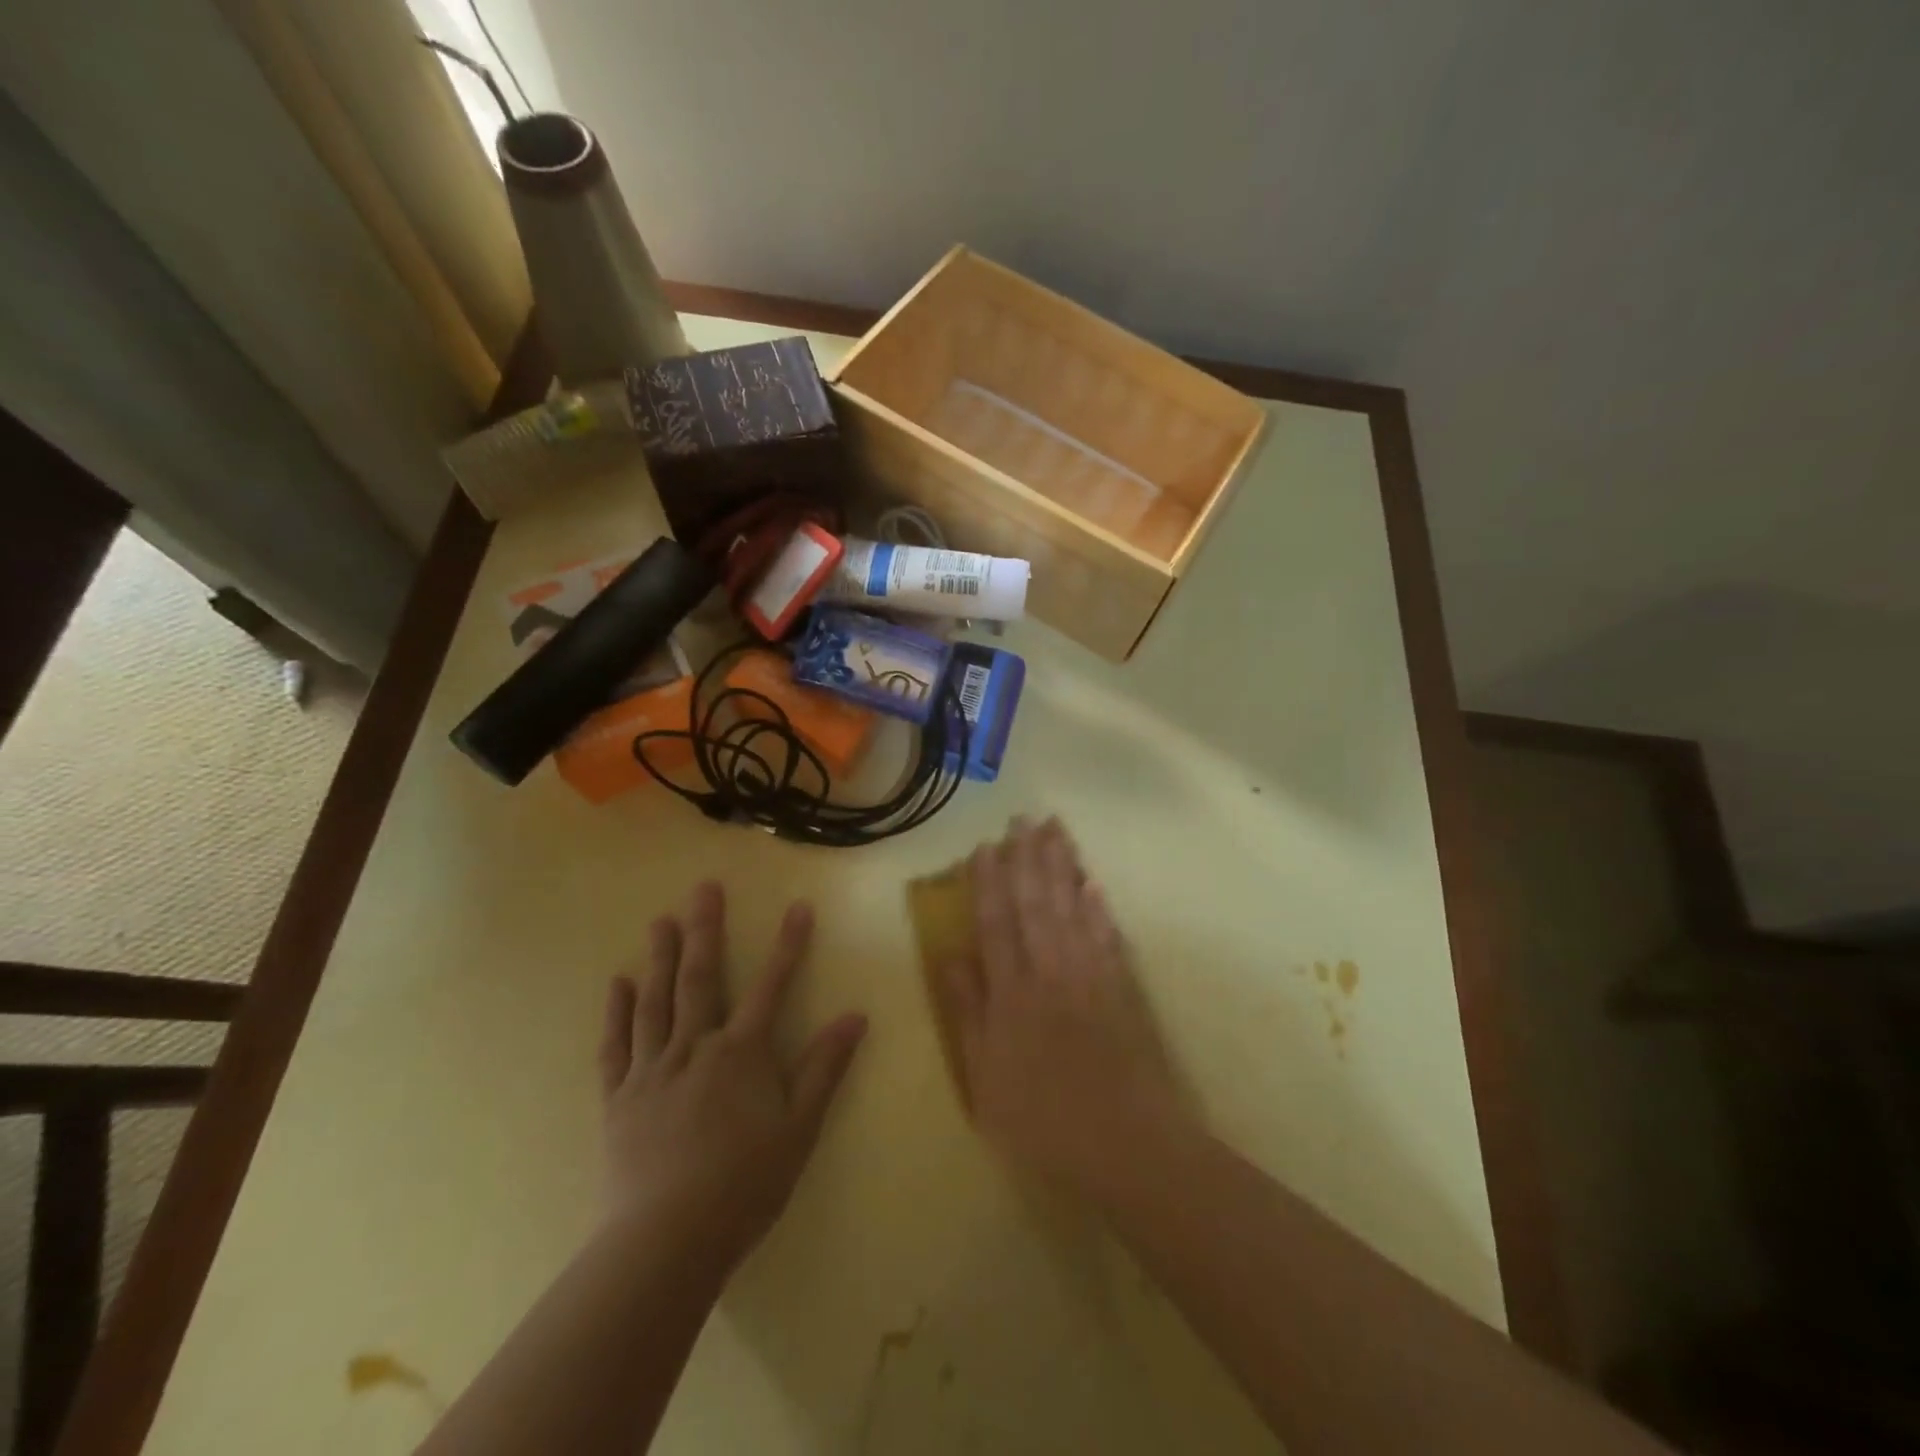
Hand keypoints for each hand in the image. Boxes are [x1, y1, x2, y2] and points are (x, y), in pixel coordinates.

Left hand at [597, 882, 866, 1272]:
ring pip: (655, 1002)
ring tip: (661, 920)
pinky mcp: (619, 1098)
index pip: (771, 987)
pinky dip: (617, 1012)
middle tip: (703, 888)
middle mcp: (695, 1048)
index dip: (789, 946)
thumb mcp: (800, 1128)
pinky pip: (615, 1045)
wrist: (666, 1241)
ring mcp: (651, 1070)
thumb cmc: (745, 1184)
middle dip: (705, 930)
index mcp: (741, 1054)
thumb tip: (855, 1016)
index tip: (799, 906)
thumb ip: (824, 1068)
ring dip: (659, 957)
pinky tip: (618, 983)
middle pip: (700, 978)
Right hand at [937, 817, 1188, 1205]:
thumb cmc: (1043, 1119)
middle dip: (1027, 858)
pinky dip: (1098, 905)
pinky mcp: (1122, 988)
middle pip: (1036, 903)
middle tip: (1022, 819)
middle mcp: (1050, 970)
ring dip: (1062, 866)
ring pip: (1072, 907)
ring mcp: (1090, 975)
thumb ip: (968, 1011)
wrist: (1126, 1145)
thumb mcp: (984, 1075)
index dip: (989, 882)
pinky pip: (1107, 934)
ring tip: (1055, 831)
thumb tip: (949, 956)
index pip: (996, 922)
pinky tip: (1092, 882)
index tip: (986, 846)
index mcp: (1012, 991)